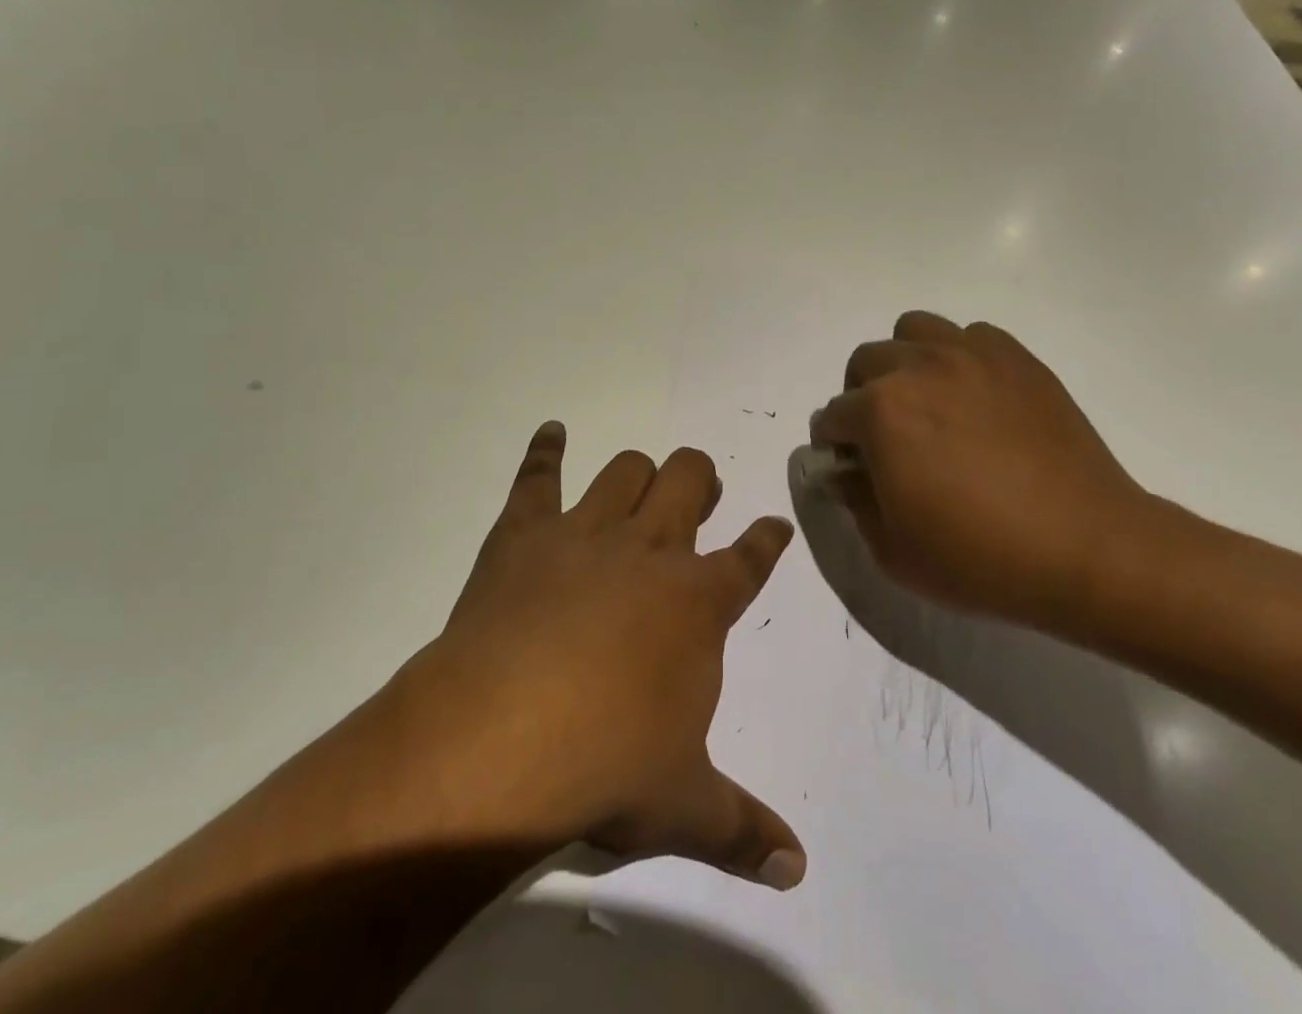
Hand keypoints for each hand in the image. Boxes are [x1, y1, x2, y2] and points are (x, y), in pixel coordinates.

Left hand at [344, 422, 806, 889]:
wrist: (503, 738)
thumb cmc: (606, 766)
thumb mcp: (682, 807)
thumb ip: (741, 829)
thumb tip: (798, 869)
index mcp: (698, 603)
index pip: (750, 559)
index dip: (766, 540)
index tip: (773, 526)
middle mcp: (650, 551)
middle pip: (688, 482)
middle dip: (700, 478)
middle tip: (698, 491)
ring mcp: (587, 533)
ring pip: (628, 470)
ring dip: (640, 470)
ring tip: (642, 480)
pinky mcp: (526, 531)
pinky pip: (539, 475)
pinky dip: (546, 450)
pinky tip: (551, 433)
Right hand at [811, 311, 1147, 627]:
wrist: (1087, 549)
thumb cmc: (980, 558)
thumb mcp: (893, 550)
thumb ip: (854, 500)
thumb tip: (845, 470)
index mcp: (881, 412)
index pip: (832, 415)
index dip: (835, 445)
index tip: (851, 468)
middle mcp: (918, 367)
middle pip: (866, 361)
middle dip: (861, 396)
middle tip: (887, 436)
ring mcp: (971, 356)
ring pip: (914, 330)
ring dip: (906, 361)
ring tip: (928, 401)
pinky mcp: (1017, 358)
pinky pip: (971, 336)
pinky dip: (960, 358)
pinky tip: (977, 398)